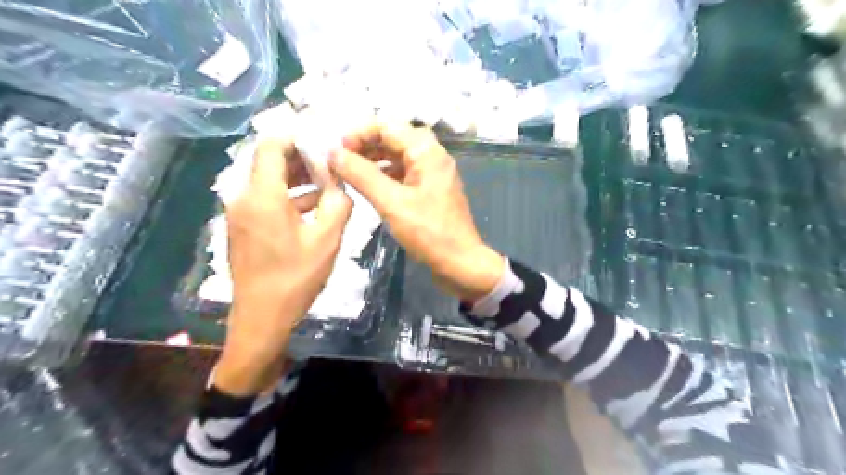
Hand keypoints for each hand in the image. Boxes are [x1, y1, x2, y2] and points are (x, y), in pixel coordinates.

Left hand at [217, 141, 353, 396]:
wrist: (261, 318)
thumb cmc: (295, 277)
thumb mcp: (327, 238)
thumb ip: (339, 202)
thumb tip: (342, 184)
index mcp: (262, 195)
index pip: (272, 144)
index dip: (297, 137)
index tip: (324, 143)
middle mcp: (243, 197)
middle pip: (270, 161)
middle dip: (302, 158)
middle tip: (333, 162)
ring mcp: (241, 214)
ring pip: (269, 182)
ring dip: (298, 178)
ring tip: (329, 183)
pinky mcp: (243, 228)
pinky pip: (266, 200)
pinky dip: (289, 197)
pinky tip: (314, 207)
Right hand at [329, 122, 499, 300]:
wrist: (460, 262)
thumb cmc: (428, 233)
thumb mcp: (391, 203)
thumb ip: (362, 175)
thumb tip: (333, 153)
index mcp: (426, 152)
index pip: (388, 126)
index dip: (359, 133)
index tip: (337, 151)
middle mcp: (433, 155)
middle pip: (394, 137)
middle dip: (366, 144)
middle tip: (341, 160)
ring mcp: (433, 172)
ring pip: (399, 154)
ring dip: (375, 158)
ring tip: (350, 170)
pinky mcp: (431, 188)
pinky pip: (405, 171)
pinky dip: (386, 173)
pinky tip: (370, 184)